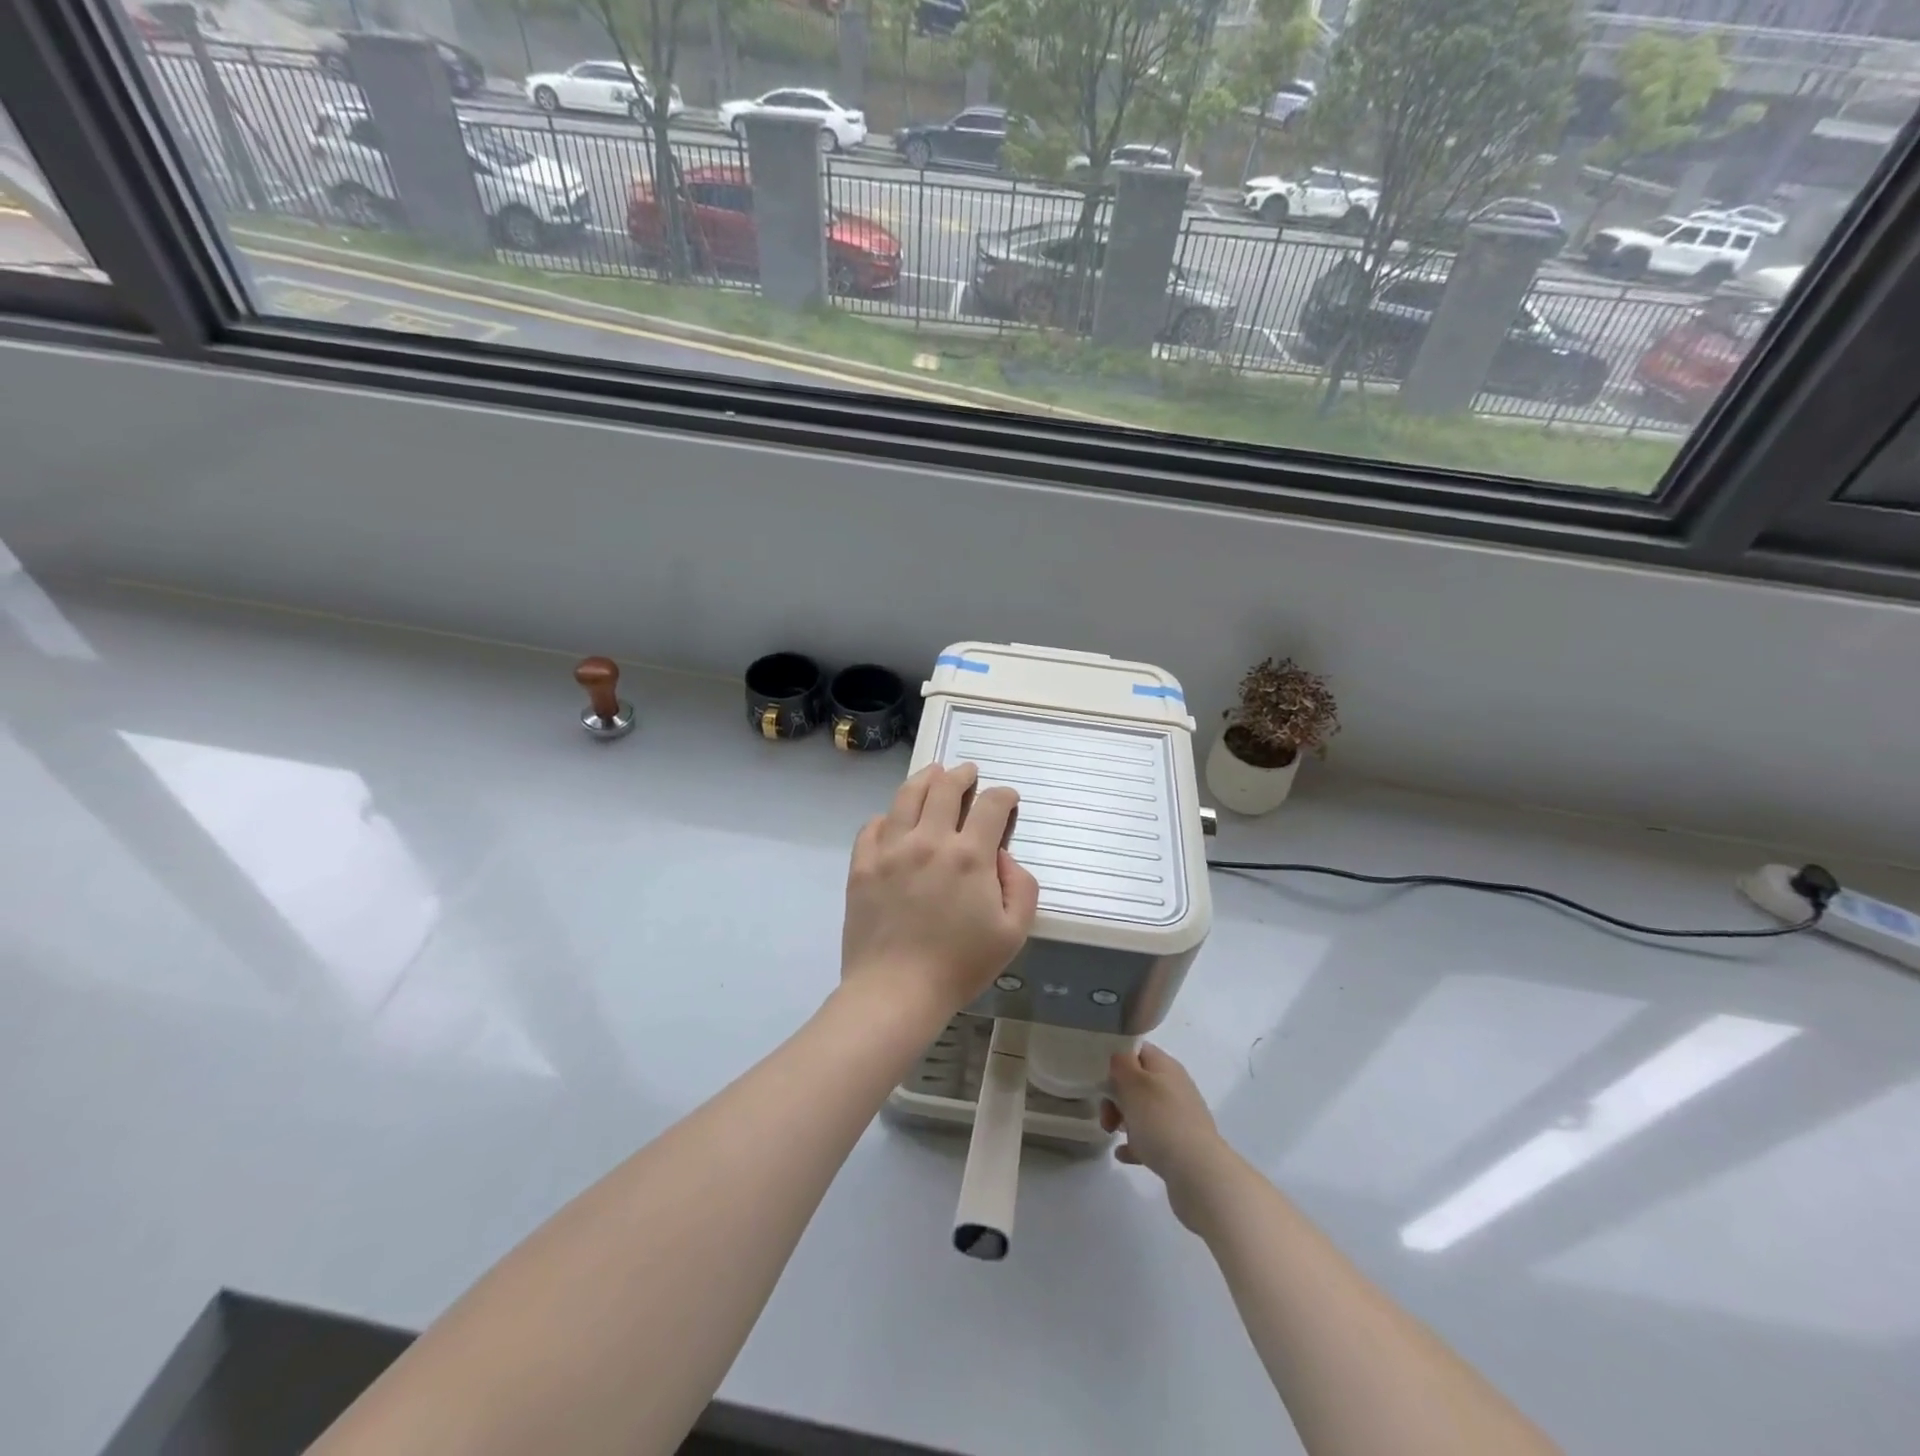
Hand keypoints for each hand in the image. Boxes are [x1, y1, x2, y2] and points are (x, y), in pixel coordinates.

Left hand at [840, 762, 1040, 1023]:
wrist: (895, 991)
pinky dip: (887, 815)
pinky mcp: (862, 864)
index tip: (1007, 799)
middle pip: (945, 787)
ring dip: (925, 778)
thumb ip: (1022, 887)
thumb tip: (1003, 857)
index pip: (990, 805)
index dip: (1003, 795)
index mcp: (969, 856)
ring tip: (933, 774)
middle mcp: (929, 840)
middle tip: (968, 772)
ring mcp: (890, 849)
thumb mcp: (1013, 933)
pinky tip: (894, 820)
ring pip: (907, 796)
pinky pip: (872, 825)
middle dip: (962, 774)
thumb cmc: (959, 965)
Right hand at [1100, 1043, 1232, 1231]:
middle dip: (1115, 1096)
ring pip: (1143, 1111)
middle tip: (1106, 1114)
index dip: (1116, 1058)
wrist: (1199, 1173)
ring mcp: (1179, 1117)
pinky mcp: (1180, 1145)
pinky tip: (1123, 1154)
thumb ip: (1121, 1064)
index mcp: (1165, 1066)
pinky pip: (1151, 1138)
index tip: (1099, 1076)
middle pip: (1137, 1082)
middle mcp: (1174, 1087)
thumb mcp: (1133, 1084)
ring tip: (1113, 1133)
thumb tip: (1119, 1057)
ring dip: (1124, 1119)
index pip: (1137, 1049)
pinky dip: (1135, 1144)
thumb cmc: (1161, 1121)